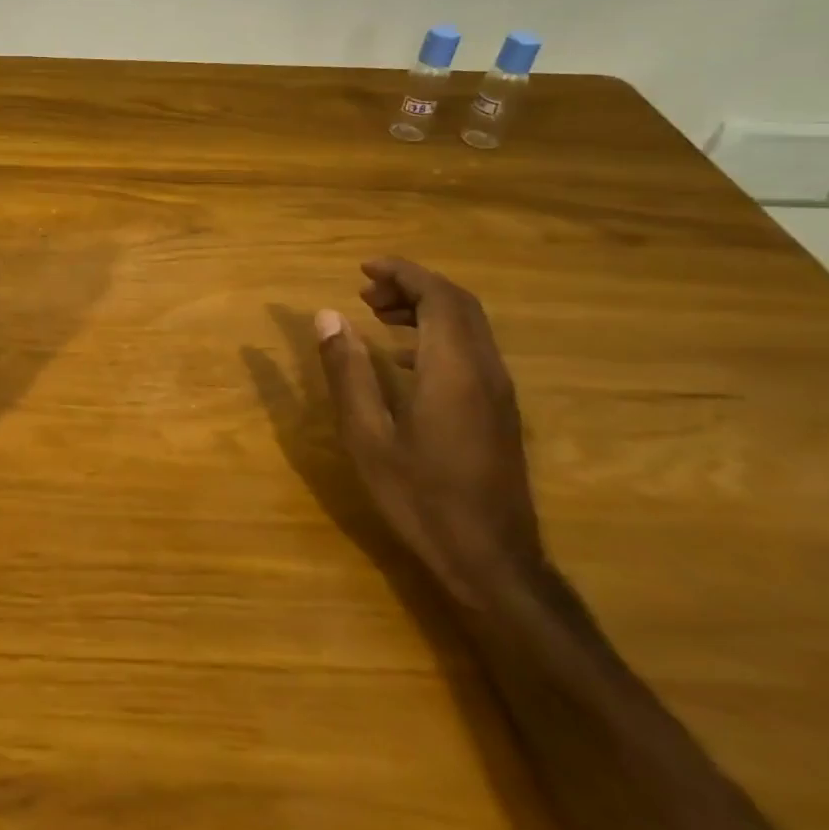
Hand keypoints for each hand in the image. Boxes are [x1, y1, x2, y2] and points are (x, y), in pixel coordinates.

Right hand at [314, 259, 543, 606]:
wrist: (491, 561)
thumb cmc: (421, 497)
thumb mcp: (368, 436)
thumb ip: (348, 371)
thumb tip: (328, 315)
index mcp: (453, 369)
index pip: (438, 297)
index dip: (403, 273)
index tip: (364, 268)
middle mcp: (485, 370)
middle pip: (458, 305)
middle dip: (413, 285)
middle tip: (366, 289)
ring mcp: (499, 392)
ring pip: (469, 327)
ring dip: (426, 309)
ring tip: (377, 314)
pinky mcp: (500, 412)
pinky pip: (471, 351)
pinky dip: (436, 335)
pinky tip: (402, 359)